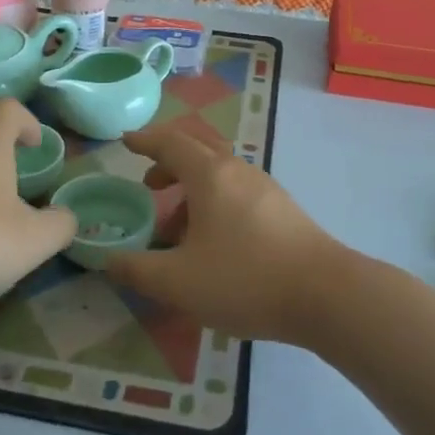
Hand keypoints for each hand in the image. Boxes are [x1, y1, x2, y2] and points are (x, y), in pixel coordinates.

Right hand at [105, 124, 342, 343]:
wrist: (325, 294)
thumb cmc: (245, 279)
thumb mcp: (178, 281)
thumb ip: (136, 269)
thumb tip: (108, 260)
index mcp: (209, 174)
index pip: (170, 143)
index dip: (144, 140)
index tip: (125, 140)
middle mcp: (237, 170)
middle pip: (197, 149)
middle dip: (168, 162)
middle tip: (148, 184)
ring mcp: (264, 188)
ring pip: (219, 174)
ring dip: (191, 190)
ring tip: (175, 231)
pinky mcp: (282, 210)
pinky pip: (237, 193)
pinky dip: (214, 204)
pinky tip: (212, 244)